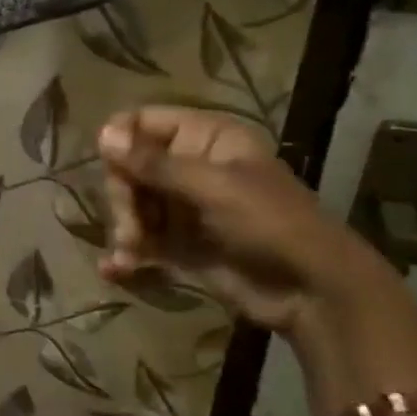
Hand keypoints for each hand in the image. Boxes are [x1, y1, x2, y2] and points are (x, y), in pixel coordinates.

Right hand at [98, 107, 393, 336]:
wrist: (314, 292)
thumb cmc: (270, 224)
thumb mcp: (213, 187)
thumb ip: (154, 164)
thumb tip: (102, 135)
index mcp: (204, 138)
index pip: (144, 122)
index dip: (120, 142)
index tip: (110, 167)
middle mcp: (190, 167)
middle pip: (130, 167)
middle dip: (124, 198)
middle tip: (131, 226)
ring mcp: (184, 208)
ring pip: (133, 206)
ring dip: (126, 229)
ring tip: (130, 253)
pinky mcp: (181, 246)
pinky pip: (142, 241)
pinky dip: (127, 254)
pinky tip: (115, 269)